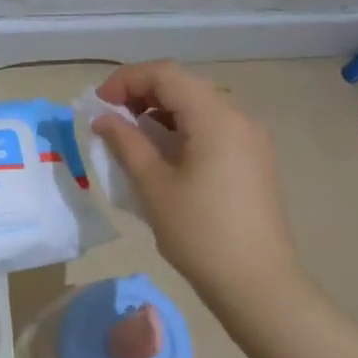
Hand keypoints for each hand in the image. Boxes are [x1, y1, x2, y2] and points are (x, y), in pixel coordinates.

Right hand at [93, 61, 303, 310]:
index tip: (99, 104)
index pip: (166, 74)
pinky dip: (185, 129)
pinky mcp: (255, 159)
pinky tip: (166, 155)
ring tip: (135, 138)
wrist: (257, 283)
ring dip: (163, 112)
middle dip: (144, 93)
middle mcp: (239, 117)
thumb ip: (126, 144)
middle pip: (185, 85)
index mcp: (215, 117)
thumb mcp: (154, 186)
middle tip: (113, 119)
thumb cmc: (199, 233)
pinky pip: (215, 127)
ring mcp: (252, 138)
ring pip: (201, 106)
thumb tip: (103, 119)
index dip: (127, 80)